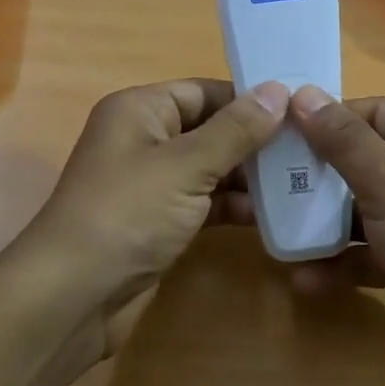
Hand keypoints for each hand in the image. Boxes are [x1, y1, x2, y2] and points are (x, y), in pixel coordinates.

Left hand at [20, 77, 289, 365]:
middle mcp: (144, 140)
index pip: (204, 91)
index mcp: (140, 110)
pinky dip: (232, 207)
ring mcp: (151, 184)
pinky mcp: (158, 222)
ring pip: (210, 169)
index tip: (301, 111)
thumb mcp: (186, 165)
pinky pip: (203, 203)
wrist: (75, 295)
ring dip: (249, 177)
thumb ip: (235, 130)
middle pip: (210, 129)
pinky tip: (271, 215)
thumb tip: (279, 90)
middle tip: (310, 150)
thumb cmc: (128, 214)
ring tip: (301, 182)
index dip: (250, 100)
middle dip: (255, 142)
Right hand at [286, 87, 384, 385]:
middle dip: (315, 175)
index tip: (277, 133)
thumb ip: (346, 142)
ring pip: (359, 209)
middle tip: (266, 184)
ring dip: (320, 223)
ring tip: (277, 233)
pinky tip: (304, 279)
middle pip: (362, 160)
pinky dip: (339, 262)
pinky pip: (366, 251)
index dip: (328, 119)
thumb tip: (303, 94)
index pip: (375, 113)